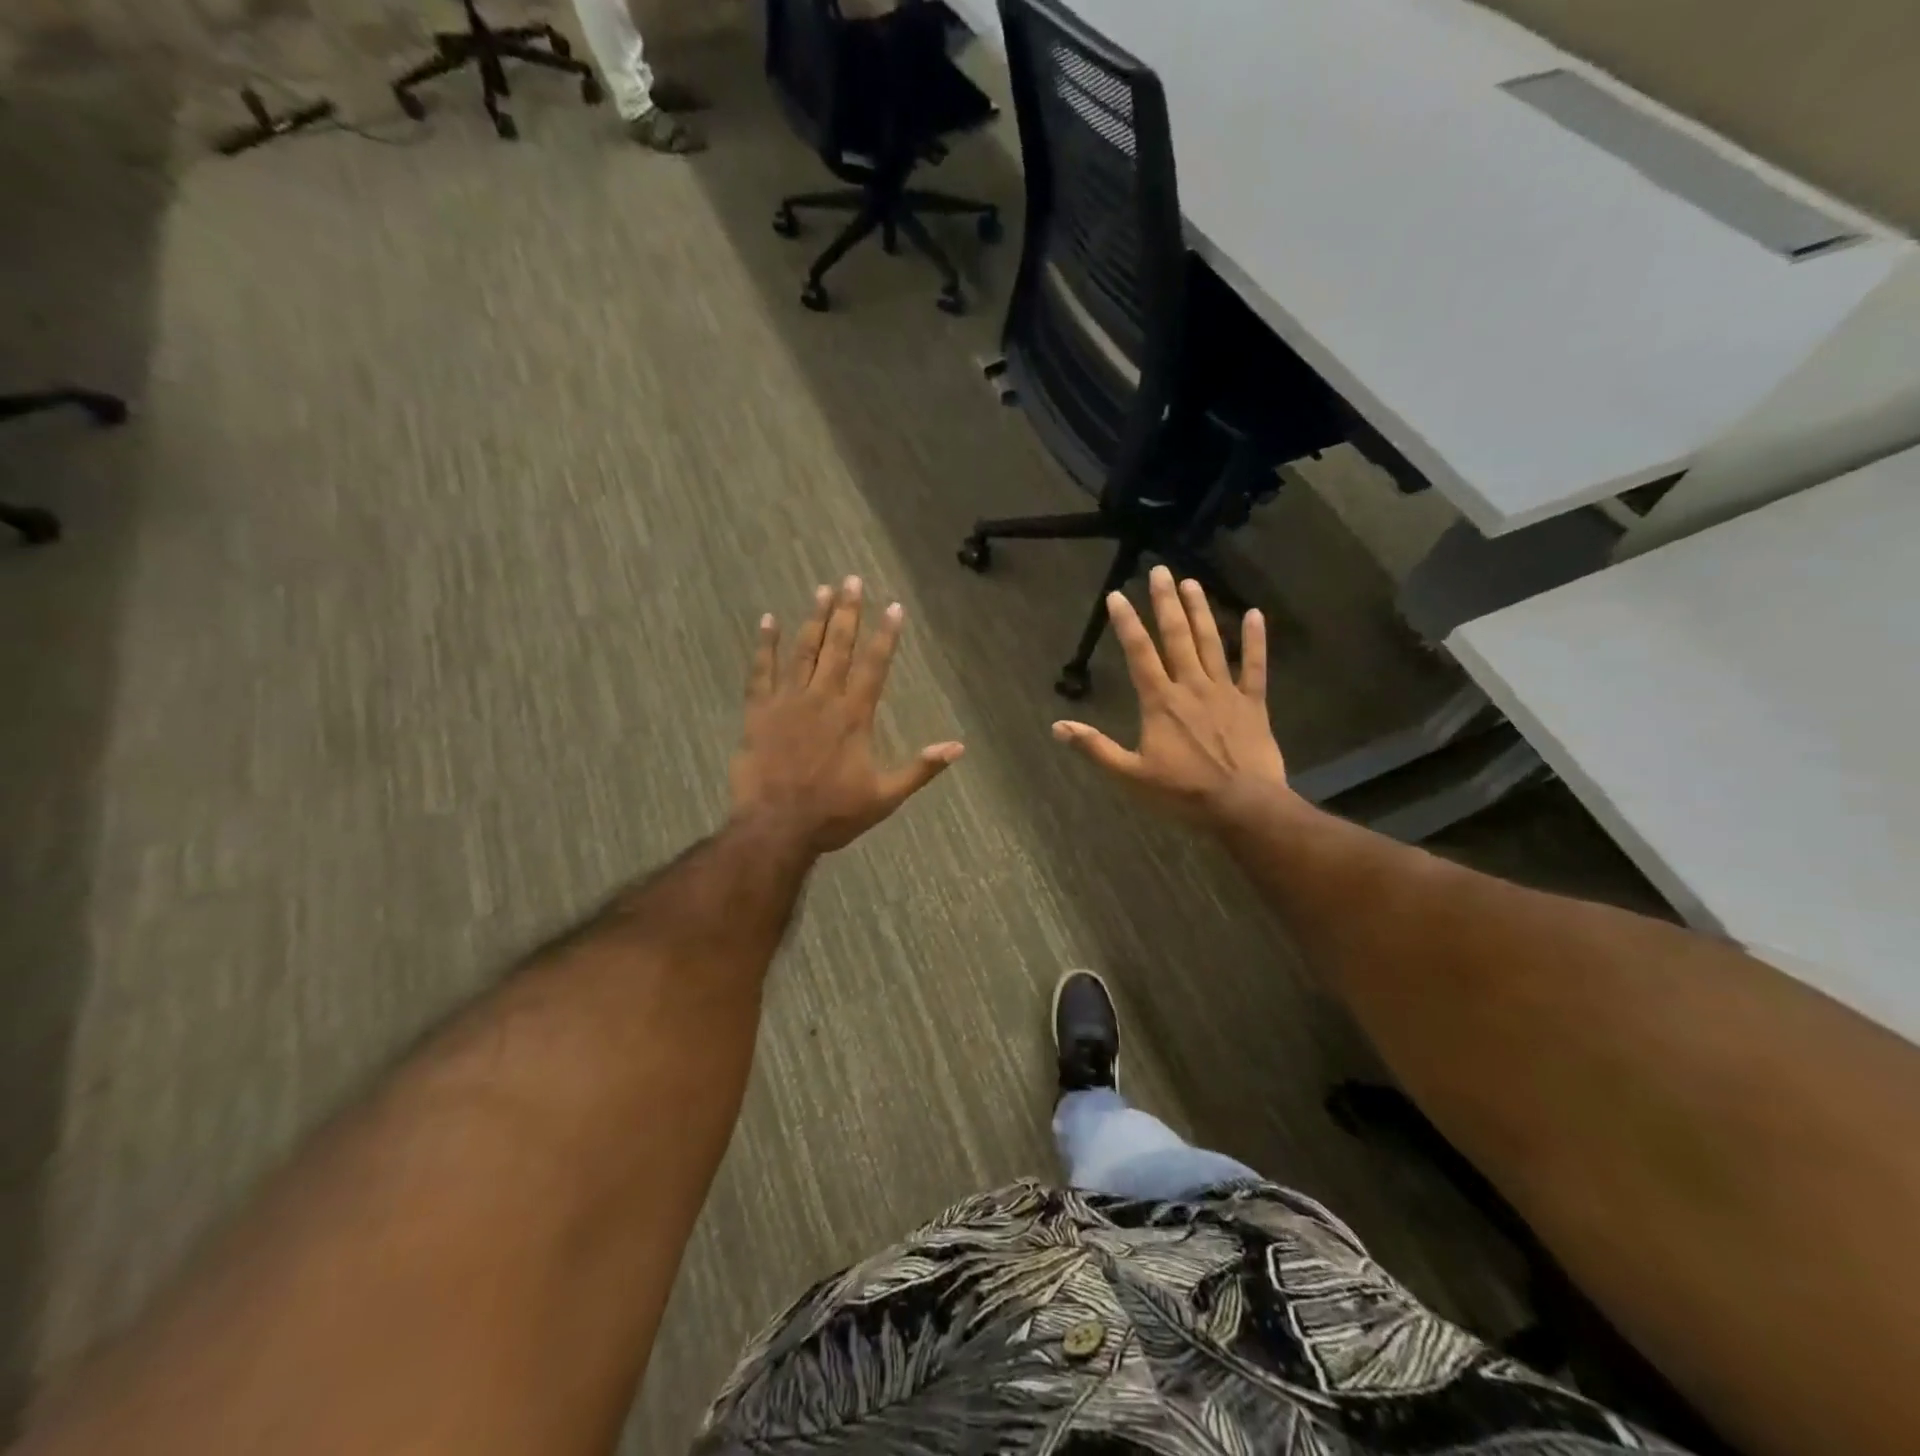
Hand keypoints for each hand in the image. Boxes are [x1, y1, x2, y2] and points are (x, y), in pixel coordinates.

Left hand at [731, 576, 963, 855]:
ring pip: (803, 651)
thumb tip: (958, 747)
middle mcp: (823, 699)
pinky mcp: (759, 712)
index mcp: (854, 716)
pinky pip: (761, 671)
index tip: (893, 606)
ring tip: (823, 590)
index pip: (875, 666)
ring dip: (814, 619)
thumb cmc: (833, 813)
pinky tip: (768, 621)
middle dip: (848, 612)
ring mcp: (788, 702)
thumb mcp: (885, 796)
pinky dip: (765, 645)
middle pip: (838, 647)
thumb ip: (920, 768)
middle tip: (852, 580)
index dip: (885, 635)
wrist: (776, 827)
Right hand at [1052, 566, 1289, 825]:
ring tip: (1191, 583)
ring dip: (1201, 611)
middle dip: (1165, 602)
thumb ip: (1095, 747)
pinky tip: (1256, 614)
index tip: (1117, 595)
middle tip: (1159, 570)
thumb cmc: (1183, 793)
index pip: (1139, 653)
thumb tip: (1058, 726)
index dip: (1126, 623)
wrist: (1243, 806)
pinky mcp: (1253, 703)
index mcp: (1160, 701)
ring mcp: (1225, 692)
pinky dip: (1256, 640)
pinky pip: (1255, 666)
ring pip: (1212, 643)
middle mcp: (1191, 686)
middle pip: (1176, 637)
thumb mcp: (1130, 775)